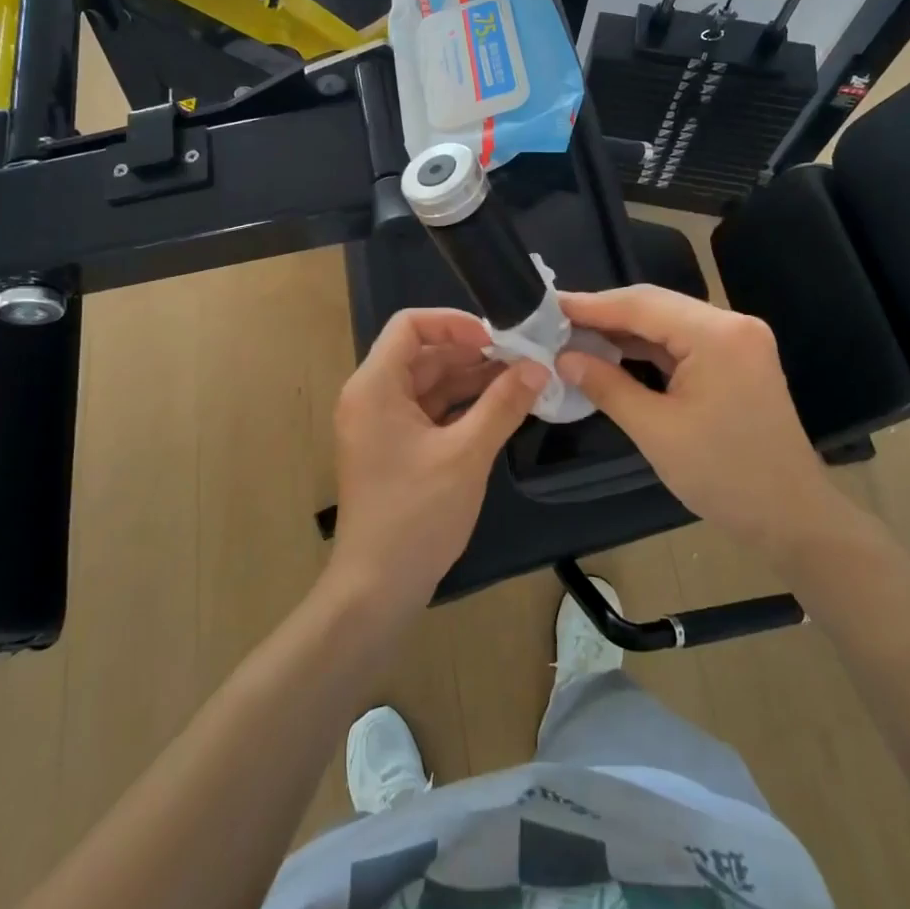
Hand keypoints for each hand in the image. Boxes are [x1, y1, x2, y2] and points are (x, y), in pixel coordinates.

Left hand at [328, 308, 546, 613]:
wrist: (377, 586)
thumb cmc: (416, 514)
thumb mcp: (466, 454)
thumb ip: (502, 405)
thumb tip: (538, 366)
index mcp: (375, 387)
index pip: (410, 325)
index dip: (453, 322)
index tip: (496, 337)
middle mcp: (372, 397)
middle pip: (423, 354)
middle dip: (472, 353)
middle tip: (522, 357)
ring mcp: (381, 424)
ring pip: (429, 384)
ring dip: (471, 380)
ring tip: (521, 379)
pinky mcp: (394, 448)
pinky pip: (429, 411)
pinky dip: (461, 406)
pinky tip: (500, 408)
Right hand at [557, 285, 833, 556]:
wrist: (792, 518)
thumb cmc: (724, 476)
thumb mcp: (656, 430)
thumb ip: (606, 386)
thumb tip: (563, 358)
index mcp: (717, 335)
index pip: (642, 305)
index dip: (591, 305)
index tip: (547, 305)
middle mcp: (732, 325)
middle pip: (655, 306)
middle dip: (604, 314)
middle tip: (555, 320)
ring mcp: (737, 342)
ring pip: (667, 323)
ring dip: (623, 330)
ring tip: (574, 334)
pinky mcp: (736, 361)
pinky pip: (681, 343)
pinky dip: (645, 347)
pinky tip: (612, 352)